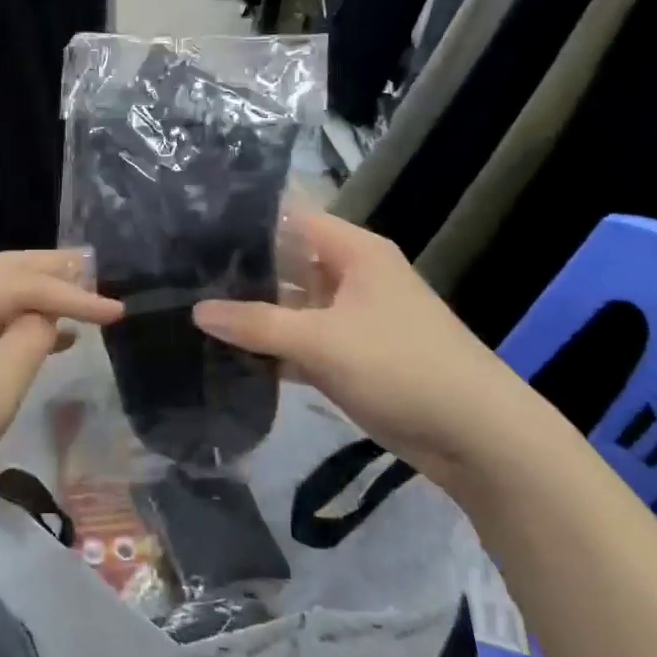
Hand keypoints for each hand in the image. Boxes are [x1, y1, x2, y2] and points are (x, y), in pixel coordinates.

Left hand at [0, 250, 123, 526]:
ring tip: (78, 293)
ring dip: (30, 298)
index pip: (13, 284)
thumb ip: (30, 340)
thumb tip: (47, 315)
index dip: (68, 295)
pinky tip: (45, 335)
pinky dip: (7, 328)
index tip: (116, 311)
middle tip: (93, 268)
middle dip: (46, 273)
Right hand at [193, 213, 541, 481]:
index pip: (289, 219)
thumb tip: (197, 311)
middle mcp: (350, 276)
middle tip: (178, 272)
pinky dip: (270, 348)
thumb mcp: (323, 341)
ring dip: (251, 313)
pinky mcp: (349, 357)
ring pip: (290, 306)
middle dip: (239, 270)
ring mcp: (349, 318)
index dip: (244, 220)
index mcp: (353, 252)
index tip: (191, 226)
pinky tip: (225, 353)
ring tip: (189, 308)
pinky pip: (299, 342)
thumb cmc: (402, 367)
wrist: (478, 438)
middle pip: (286, 262)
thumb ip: (257, 324)